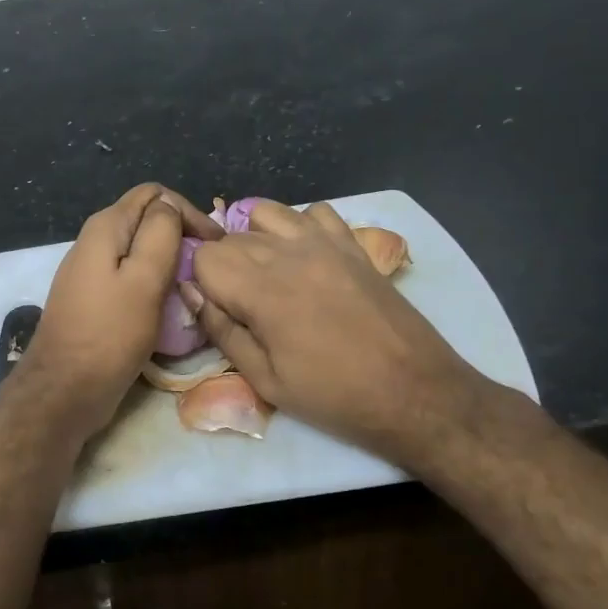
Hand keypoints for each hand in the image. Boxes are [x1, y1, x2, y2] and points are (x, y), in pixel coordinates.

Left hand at [12, 183, 223, 442]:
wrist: (65, 390)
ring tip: (193, 284)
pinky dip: (152, 283)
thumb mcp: (144, 279)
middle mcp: (93, 241)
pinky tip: (167, 303)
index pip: (155, 194)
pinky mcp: (92, 298)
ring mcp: (90, 271)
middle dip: (180, 235)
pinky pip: (129, 277)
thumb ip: (160, 233)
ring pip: (138, 250)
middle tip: (208, 265)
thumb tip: (169, 207)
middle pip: (146, 220)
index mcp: (105, 227)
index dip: (189, 212)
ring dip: (168, 261)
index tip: (215, 245)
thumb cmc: (110, 334)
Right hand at [185, 199, 498, 465]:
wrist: (414, 392)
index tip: (219, 310)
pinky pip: (314, 213)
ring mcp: (324, 243)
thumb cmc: (333, 395)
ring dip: (255, 238)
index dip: (202, 283)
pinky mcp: (352, 245)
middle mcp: (288, 254)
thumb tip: (192, 296)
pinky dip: (300, 227)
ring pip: (266, 214)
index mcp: (261, 290)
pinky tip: (305, 257)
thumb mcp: (265, 380)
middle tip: (243, 305)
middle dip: (225, 266)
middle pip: (231, 237)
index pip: (205, 256)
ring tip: (267, 273)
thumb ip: (223, 331)